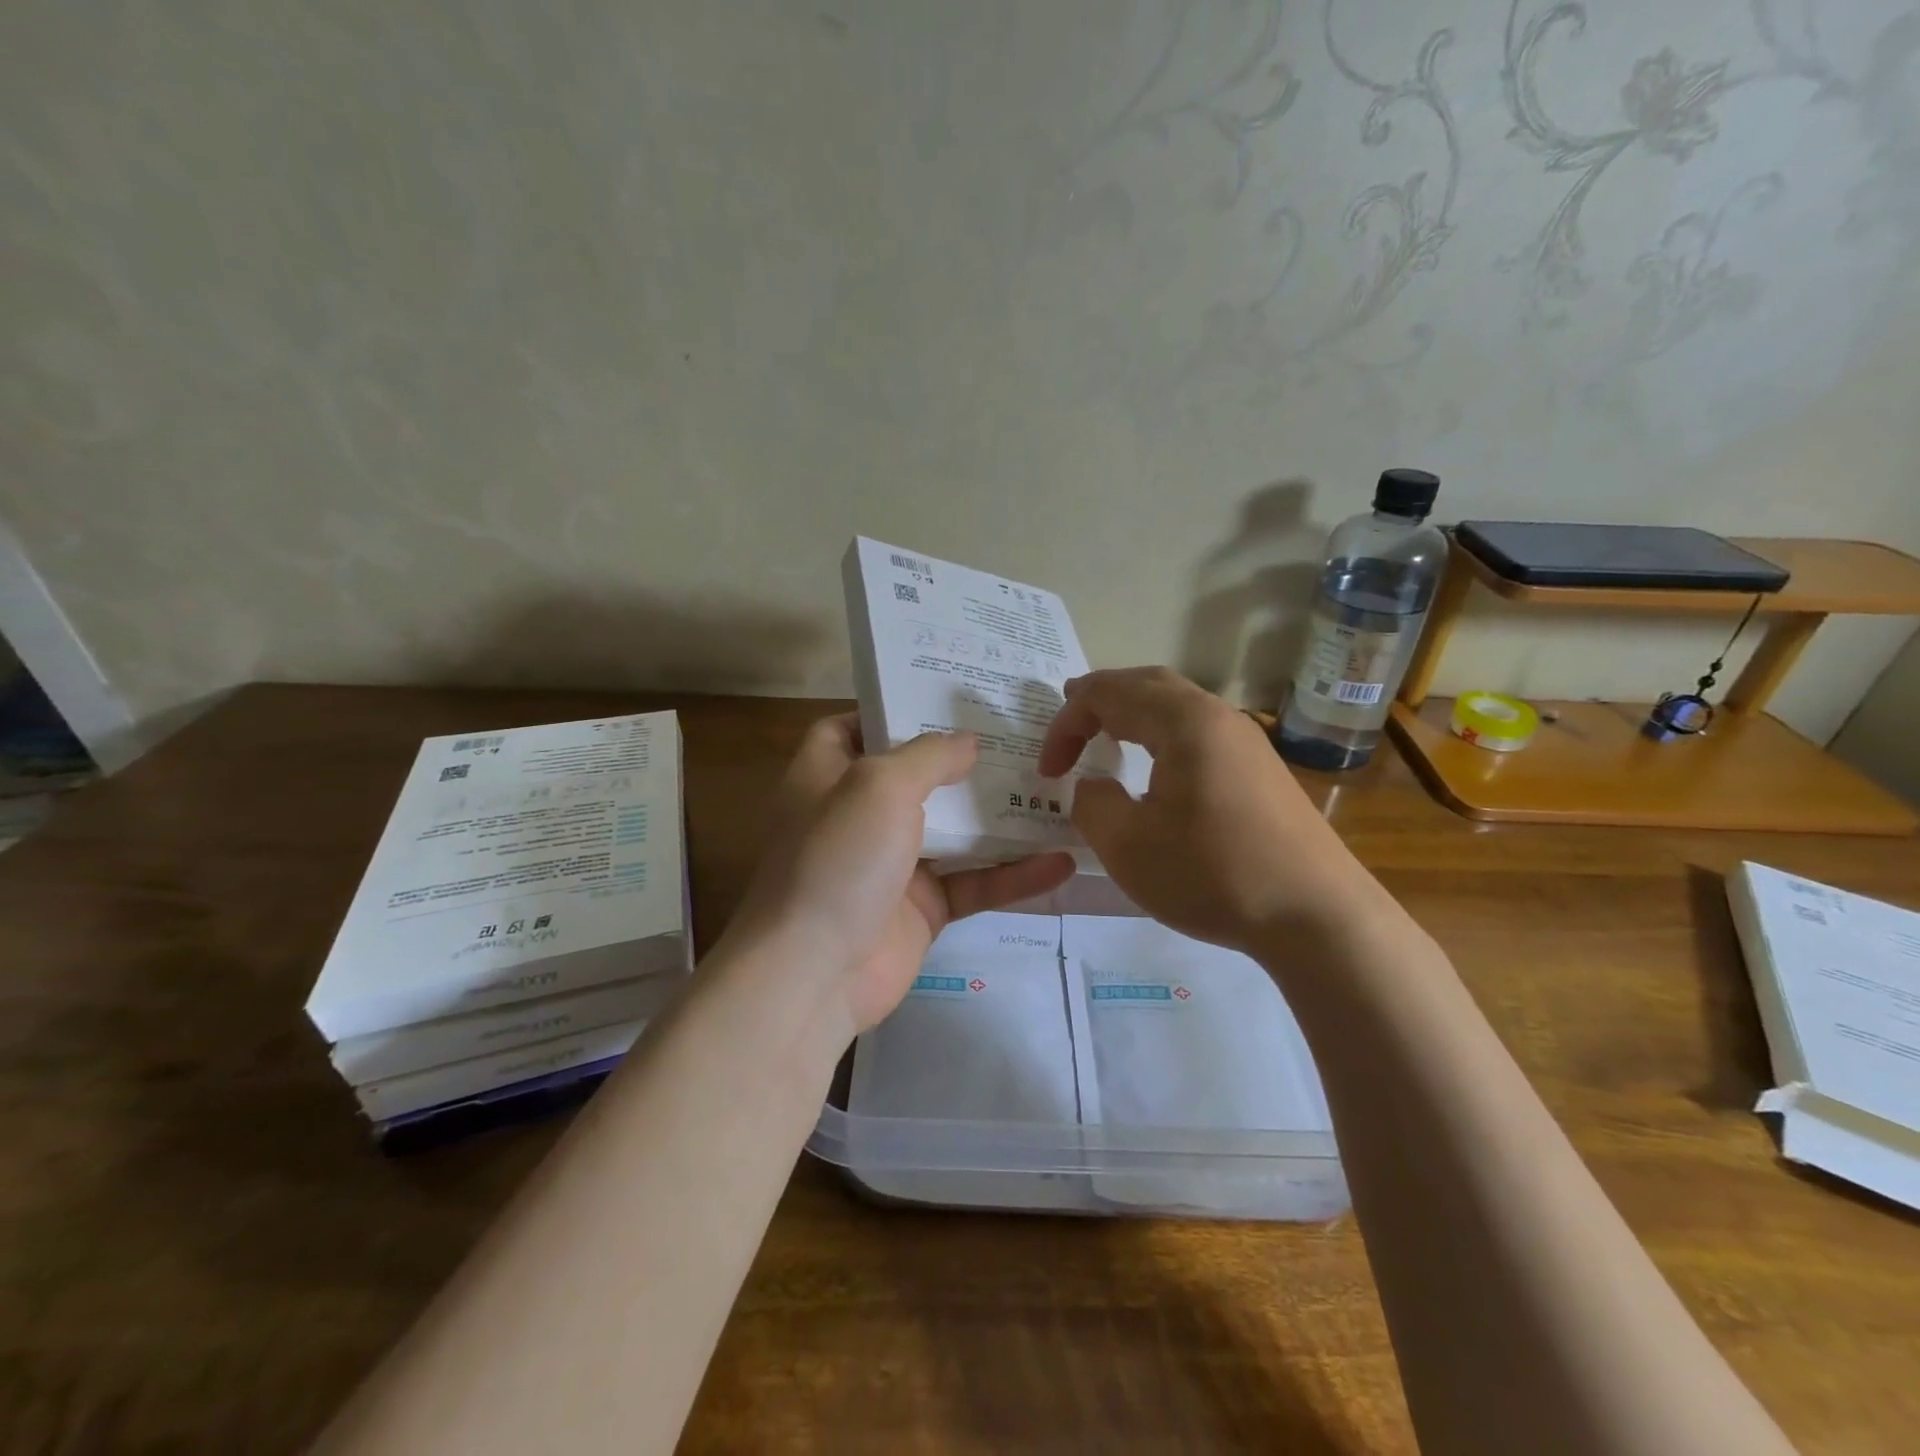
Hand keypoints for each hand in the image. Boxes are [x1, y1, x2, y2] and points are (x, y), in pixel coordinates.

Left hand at [733, 715, 1075, 1035]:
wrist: (814, 976)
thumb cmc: (838, 859)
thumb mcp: (879, 785)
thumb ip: (928, 755)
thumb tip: (969, 742)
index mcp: (829, 776)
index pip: (854, 728)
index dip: (892, 709)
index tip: (945, 698)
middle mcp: (860, 815)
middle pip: (917, 776)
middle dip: (966, 759)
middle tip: (1025, 736)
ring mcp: (893, 864)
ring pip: (956, 830)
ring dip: (1003, 815)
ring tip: (1059, 790)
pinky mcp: (922, 909)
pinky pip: (974, 882)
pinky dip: (1015, 875)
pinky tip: (1063, 862)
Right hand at [1038, 667, 1376, 952]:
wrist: (1316, 916)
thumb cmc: (1212, 873)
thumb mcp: (1127, 845)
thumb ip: (1092, 803)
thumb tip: (1093, 786)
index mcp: (1183, 722)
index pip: (1107, 694)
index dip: (1066, 725)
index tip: (1048, 771)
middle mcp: (1218, 717)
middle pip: (1148, 684)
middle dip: (1101, 698)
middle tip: (1070, 717)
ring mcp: (1247, 743)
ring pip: (1178, 706)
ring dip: (1134, 715)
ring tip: (1107, 735)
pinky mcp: (1262, 772)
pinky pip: (1199, 733)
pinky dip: (1162, 736)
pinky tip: (1157, 771)